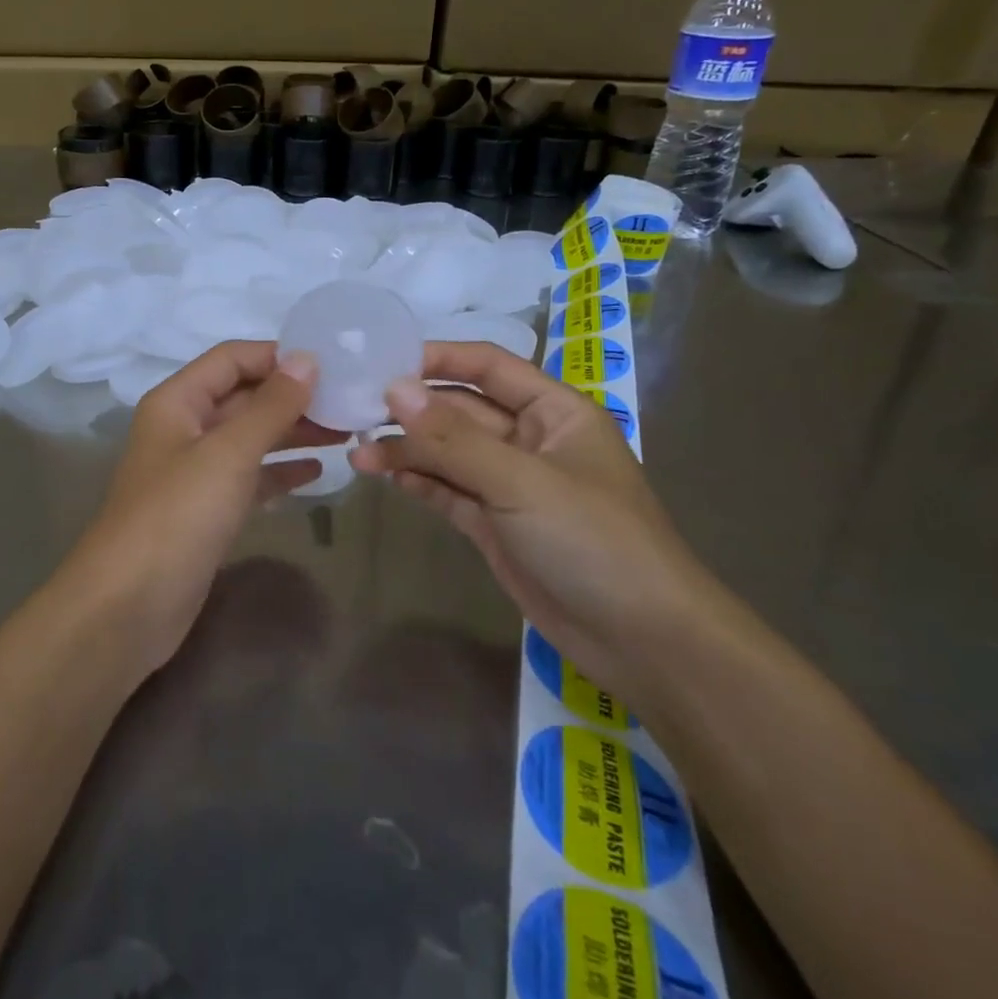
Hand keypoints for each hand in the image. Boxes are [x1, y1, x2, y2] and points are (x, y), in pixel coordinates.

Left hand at [65, 341, 340, 679]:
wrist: (129, 606)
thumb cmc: (178, 515)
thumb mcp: (228, 452)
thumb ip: (271, 405)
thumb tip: (307, 359)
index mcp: (178, 401)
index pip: (232, 359)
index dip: (278, 356)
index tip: (331, 363)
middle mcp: (184, 428)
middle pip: (243, 397)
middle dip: (293, 396)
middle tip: (350, 401)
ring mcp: (195, 472)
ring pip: (250, 438)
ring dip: (293, 431)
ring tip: (346, 431)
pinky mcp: (207, 511)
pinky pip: (250, 478)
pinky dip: (280, 471)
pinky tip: (318, 472)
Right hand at [348, 342, 721, 706]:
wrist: (642, 640)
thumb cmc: (592, 539)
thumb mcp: (522, 481)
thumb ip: (454, 437)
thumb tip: (395, 389)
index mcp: (554, 411)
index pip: (489, 366)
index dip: (438, 359)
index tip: (384, 362)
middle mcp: (530, 440)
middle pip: (462, 411)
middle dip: (413, 411)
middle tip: (355, 410)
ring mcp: (511, 485)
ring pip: (449, 453)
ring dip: (407, 451)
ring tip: (357, 453)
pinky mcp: (495, 524)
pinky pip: (450, 491)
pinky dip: (421, 482)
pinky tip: (386, 477)